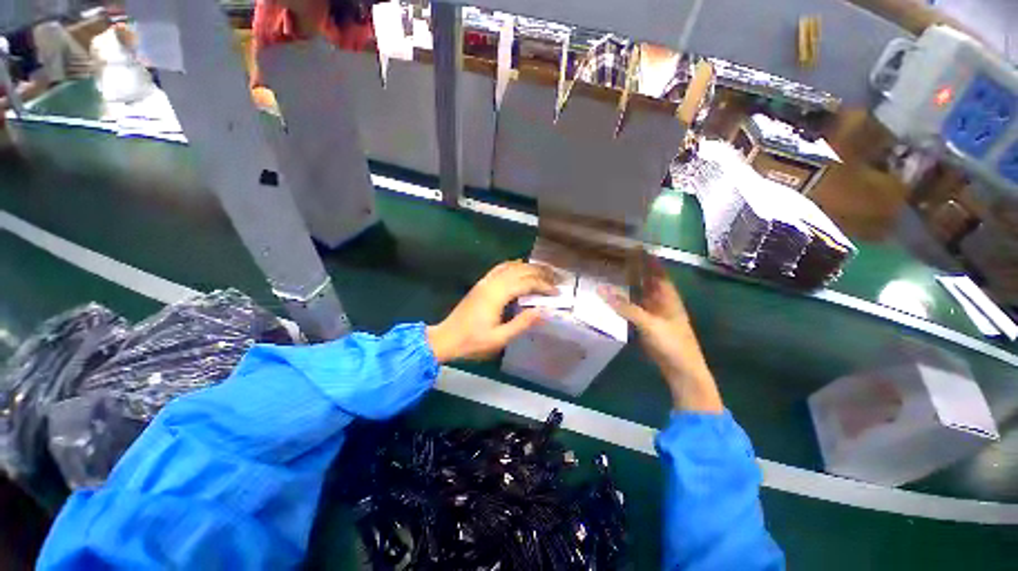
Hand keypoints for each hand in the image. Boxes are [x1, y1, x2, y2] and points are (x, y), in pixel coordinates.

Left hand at [428, 261, 557, 362]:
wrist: (446, 338)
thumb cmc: (472, 341)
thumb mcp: (500, 338)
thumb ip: (522, 323)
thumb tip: (543, 311)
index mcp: (497, 295)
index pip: (526, 283)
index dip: (543, 286)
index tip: (557, 293)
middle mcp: (492, 283)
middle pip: (520, 270)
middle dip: (540, 273)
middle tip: (556, 279)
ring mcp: (485, 282)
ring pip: (511, 266)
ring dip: (529, 267)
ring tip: (544, 272)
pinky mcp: (481, 284)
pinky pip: (500, 268)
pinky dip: (514, 265)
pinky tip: (521, 268)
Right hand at [600, 259, 722, 412]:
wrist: (680, 369)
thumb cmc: (671, 342)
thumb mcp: (648, 322)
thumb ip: (624, 306)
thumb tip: (601, 289)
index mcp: (667, 296)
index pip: (657, 271)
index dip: (648, 258)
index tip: (635, 245)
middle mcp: (660, 300)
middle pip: (647, 279)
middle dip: (636, 268)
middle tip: (619, 255)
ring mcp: (653, 312)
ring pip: (639, 292)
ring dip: (629, 283)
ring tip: (614, 271)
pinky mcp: (645, 323)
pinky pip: (633, 306)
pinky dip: (624, 299)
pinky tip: (614, 295)